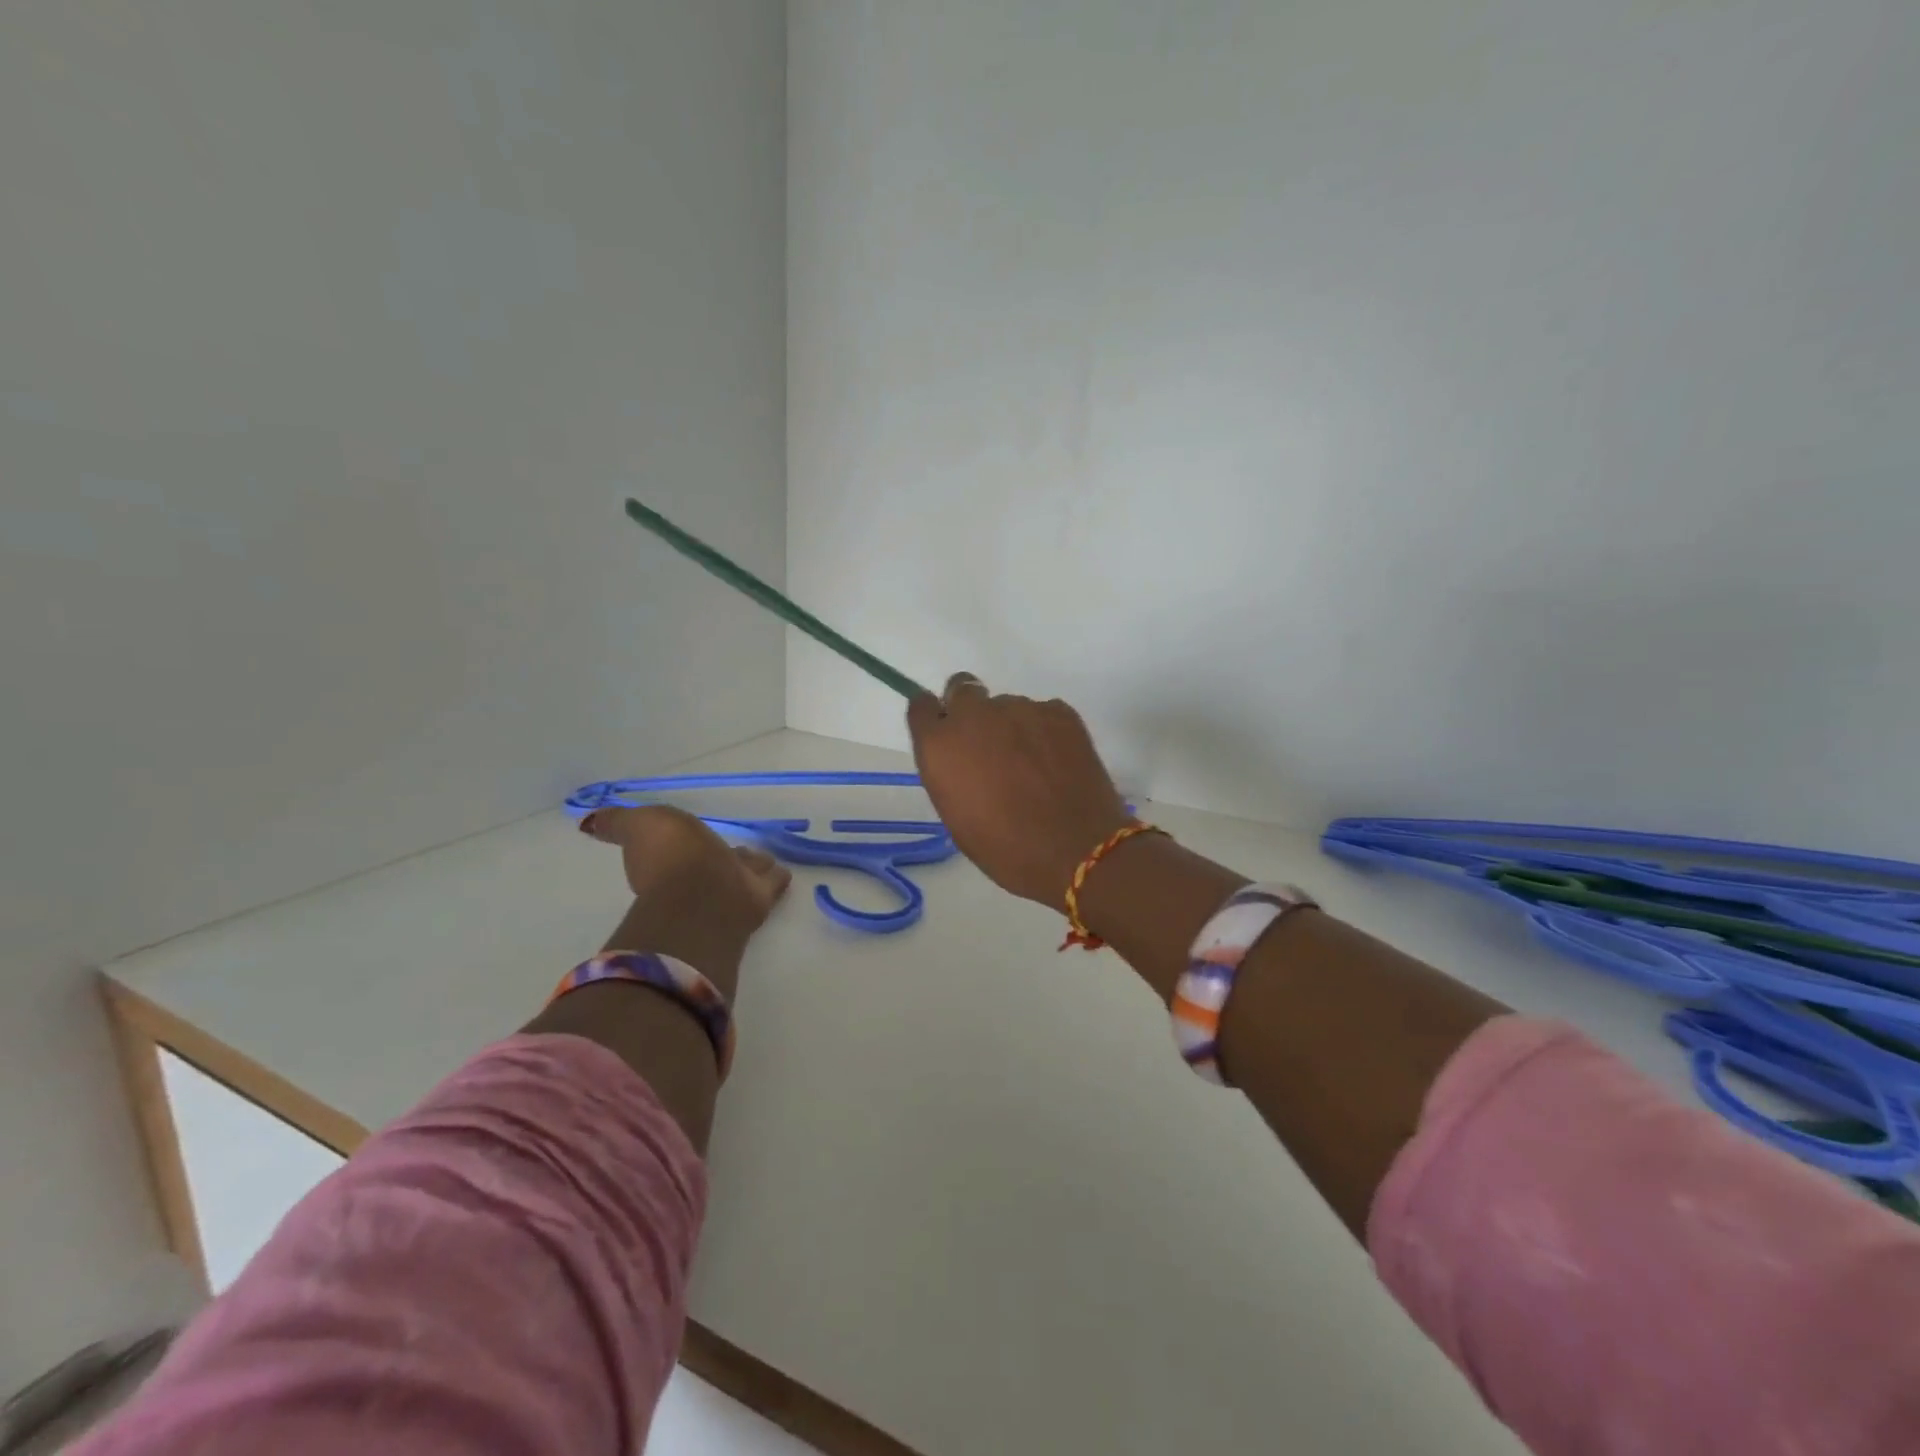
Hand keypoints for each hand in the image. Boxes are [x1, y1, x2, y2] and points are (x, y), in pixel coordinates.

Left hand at [580, 805, 790, 997]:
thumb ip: (618, 823)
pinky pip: (768, 883)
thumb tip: (591, 823)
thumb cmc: (672, 857)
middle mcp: (697, 880)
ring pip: (740, 873)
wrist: (705, 896)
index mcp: (666, 863)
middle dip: (719, 858)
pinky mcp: (757, 900)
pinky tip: (782, 871)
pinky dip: (773, 877)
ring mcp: (728, 891)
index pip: (674, 850)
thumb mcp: (638, 825)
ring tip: (762, 858)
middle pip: (711, 863)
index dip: (678, 845)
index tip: (687, 838)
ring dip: (748, 866)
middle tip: (732, 850)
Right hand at [907, 672, 1132, 909]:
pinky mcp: (1059, 711)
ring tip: (1033, 765)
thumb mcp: (957, 815)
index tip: (945, 733)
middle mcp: (975, 714)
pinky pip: (1043, 713)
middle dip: (971, 711)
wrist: (1075, 851)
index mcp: (940, 744)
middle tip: (989, 746)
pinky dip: (1045, 731)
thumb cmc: (1005, 848)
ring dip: (1012, 726)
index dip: (934, 717)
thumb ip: (950, 771)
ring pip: (1007, 706)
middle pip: (963, 689)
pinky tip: (1058, 763)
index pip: (922, 705)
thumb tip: (962, 756)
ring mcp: (1020, 708)